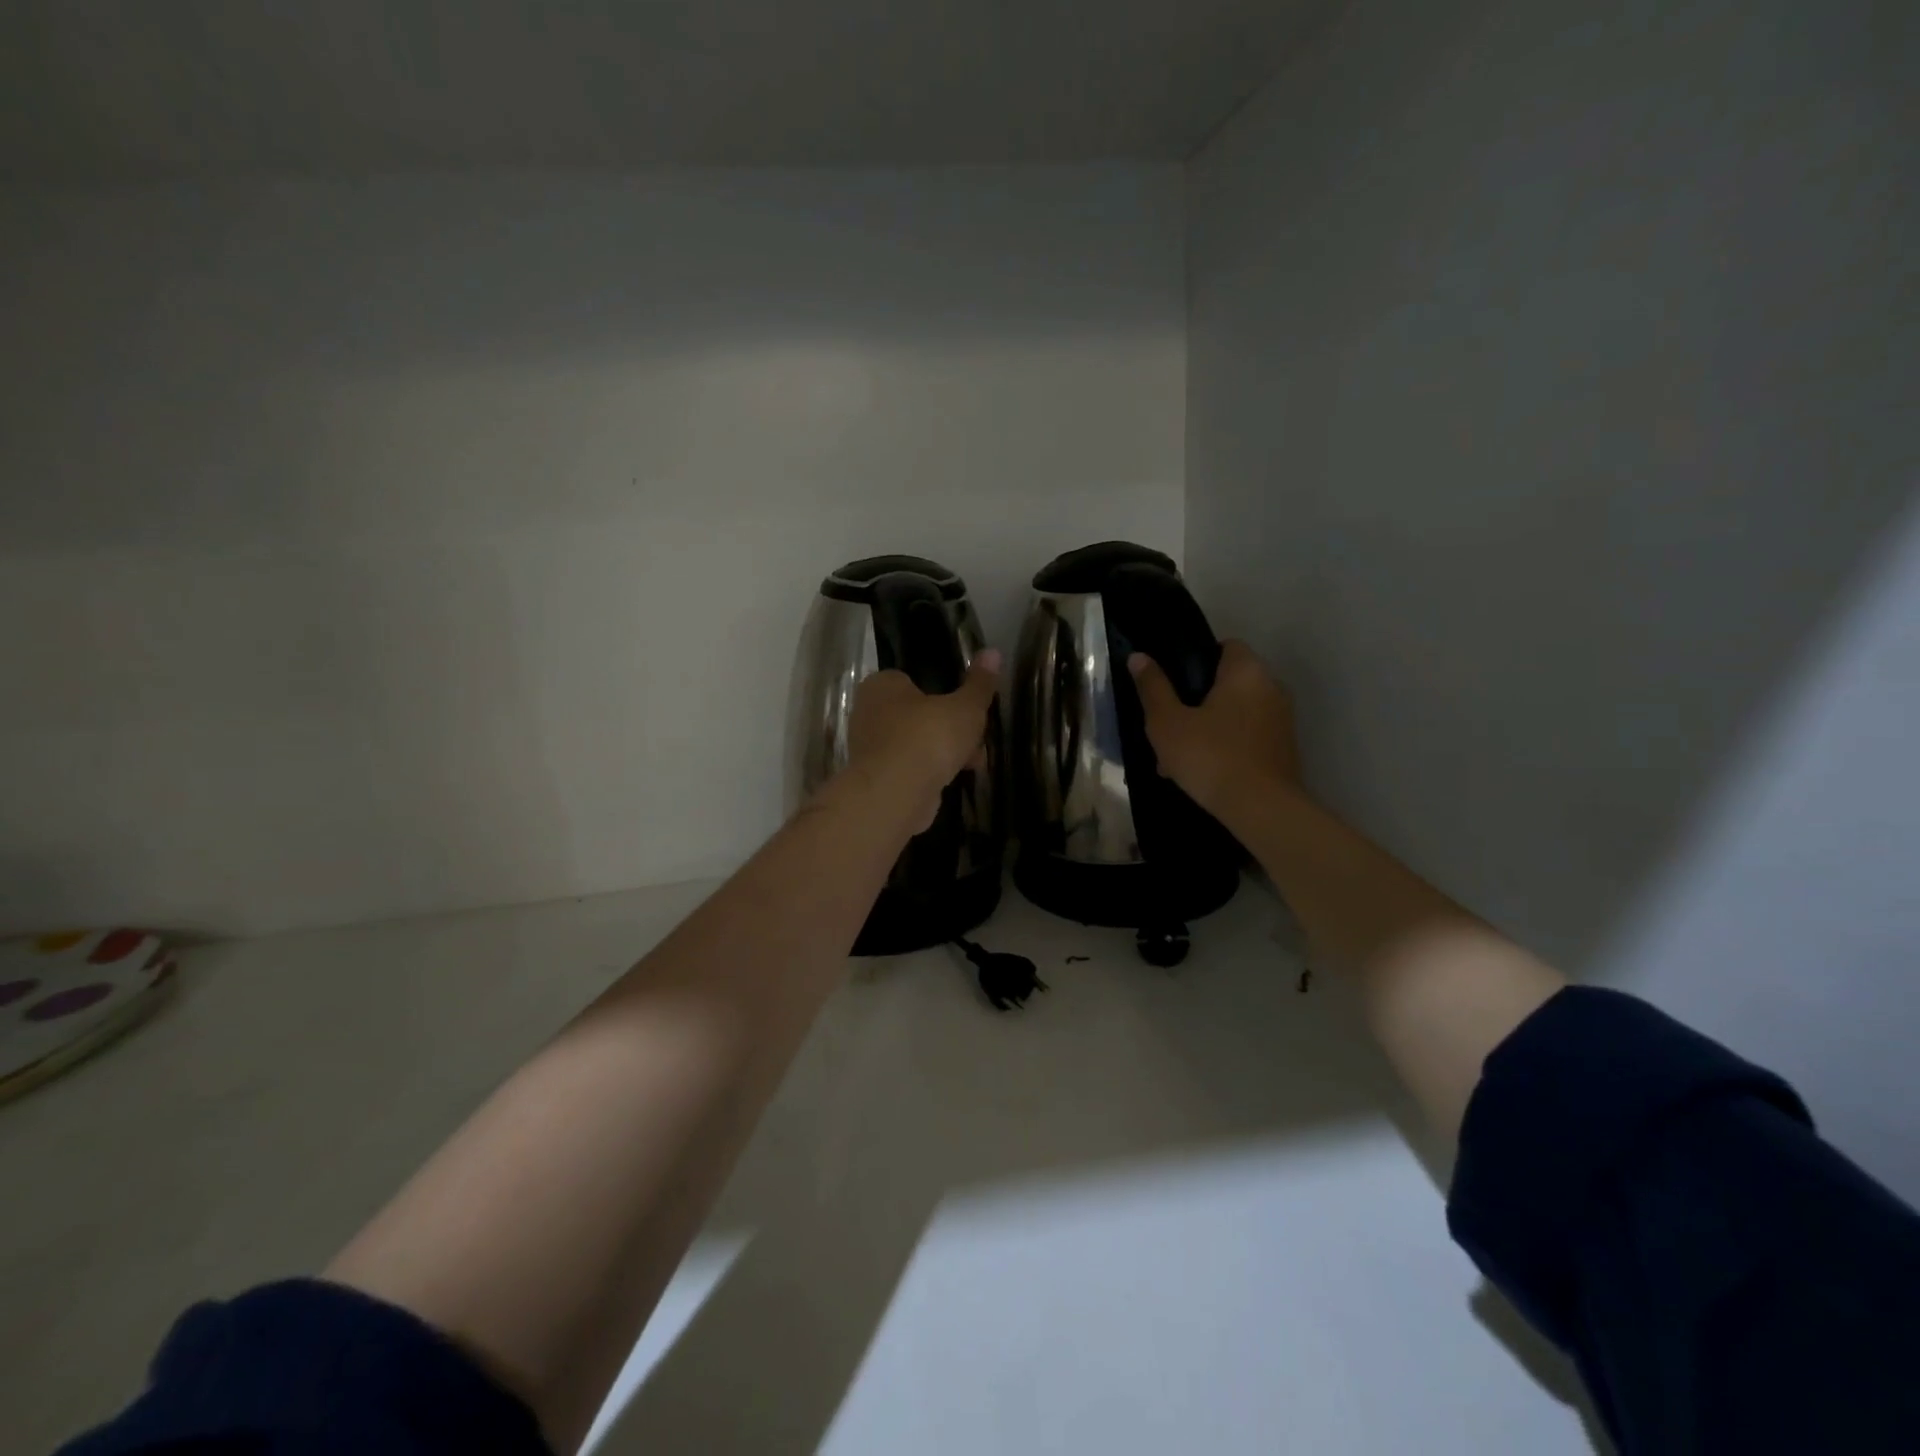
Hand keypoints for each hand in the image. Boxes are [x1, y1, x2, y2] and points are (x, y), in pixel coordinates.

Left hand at [846, 649, 1000, 830]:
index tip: (971, 710)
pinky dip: (931, 774)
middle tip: (977, 740)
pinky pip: (910, 769)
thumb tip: (993, 652)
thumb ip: (979, 683)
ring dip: (945, 754)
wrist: (895, 794)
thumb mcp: (965, 707)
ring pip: (917, 744)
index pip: (915, 680)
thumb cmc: (927, 737)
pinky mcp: (876, 779)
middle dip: (951, 729)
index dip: (946, 694)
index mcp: (882, 685)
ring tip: (974, 764)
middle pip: (919, 715)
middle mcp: (868, 713)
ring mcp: (870, 749)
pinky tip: (954, 781)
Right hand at [1128, 640, 1302, 819]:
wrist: (1261, 808)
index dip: (1197, 659)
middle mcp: (1271, 687)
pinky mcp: (1284, 748)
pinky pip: (1247, 735)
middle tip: (1168, 723)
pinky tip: (1202, 770)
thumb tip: (1138, 657)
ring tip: (1178, 755)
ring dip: (1209, 725)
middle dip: (1198, 699)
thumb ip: (1153, 687)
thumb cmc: (1210, 756)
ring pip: (1236, 712)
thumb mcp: (1167, 722)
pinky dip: (1227, 744)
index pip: (1226, 645)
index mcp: (1246, 671)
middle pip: (1229, 681)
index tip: (1173, 683)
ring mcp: (1282, 719)